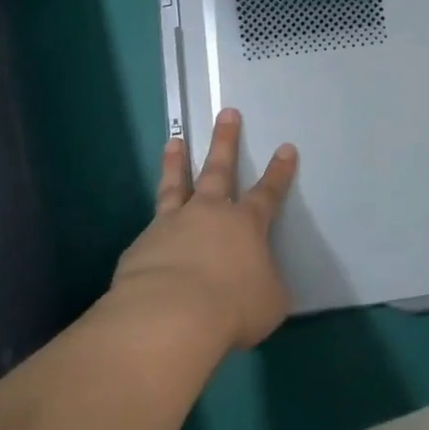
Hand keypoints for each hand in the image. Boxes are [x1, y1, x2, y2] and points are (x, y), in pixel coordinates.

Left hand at [109, 108, 296, 355]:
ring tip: (174, 141)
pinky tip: (149, 237)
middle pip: (219, 169)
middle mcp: (209, 214)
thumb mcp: (269, 303)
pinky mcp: (143, 245)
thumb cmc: (232, 309)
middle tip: (226, 113)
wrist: (170, 317)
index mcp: (246, 226)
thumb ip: (265, 285)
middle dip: (225, 140)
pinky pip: (151, 229)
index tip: (286, 148)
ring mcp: (172, 224)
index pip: (268, 193)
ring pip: (176, 185)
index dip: (279, 173)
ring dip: (176, 162)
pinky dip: (154, 226)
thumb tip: (259, 283)